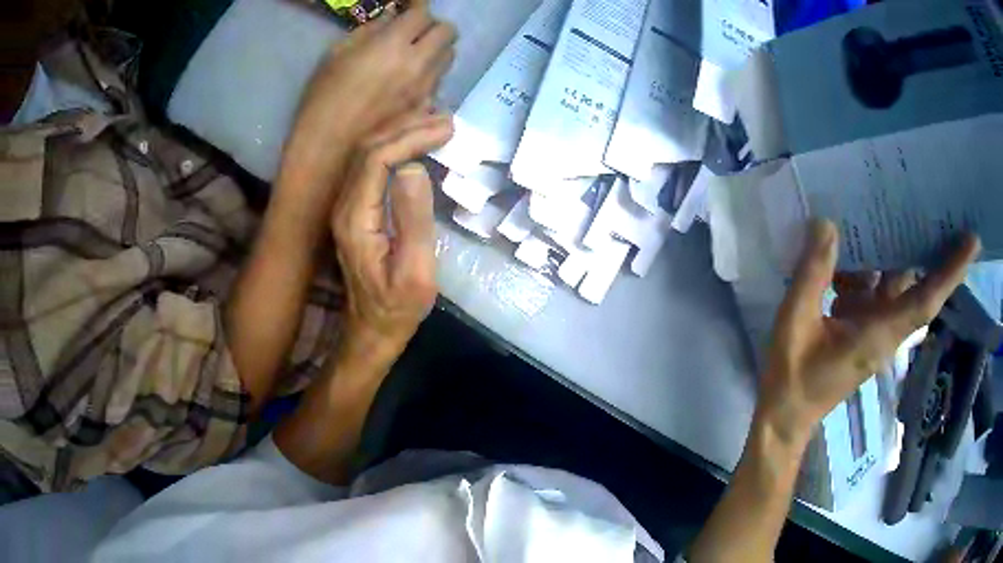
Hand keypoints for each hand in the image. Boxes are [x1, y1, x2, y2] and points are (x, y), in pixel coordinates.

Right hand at [284, 1, 455, 184]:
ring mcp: (425, 87)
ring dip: (437, 47)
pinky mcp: (425, 107)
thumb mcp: (338, 54)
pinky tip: (410, 77)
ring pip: (449, 56)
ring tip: (414, 51)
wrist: (328, 148)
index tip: (409, 5)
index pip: (423, 13)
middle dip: (433, 25)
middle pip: (447, 32)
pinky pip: (440, 80)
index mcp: (392, 45)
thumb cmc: (323, 97)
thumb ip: (371, 30)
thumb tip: (393, 17)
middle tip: (414, 29)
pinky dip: (431, 70)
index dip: (417, 5)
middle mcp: (418, 63)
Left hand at [330, 108, 453, 365]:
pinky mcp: (354, 211)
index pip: (377, 159)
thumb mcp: (415, 273)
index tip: (446, 130)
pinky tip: (415, 143)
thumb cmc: (397, 309)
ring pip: (367, 154)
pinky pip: (371, 166)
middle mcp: (344, 206)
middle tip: (446, 120)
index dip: (411, 138)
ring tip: (435, 124)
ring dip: (400, 133)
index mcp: (356, 218)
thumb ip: (413, 219)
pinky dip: (395, 147)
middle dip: (407, 128)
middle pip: (368, 150)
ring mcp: (346, 207)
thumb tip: (413, 168)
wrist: (371, 331)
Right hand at [757, 220, 979, 443]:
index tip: (973, 241)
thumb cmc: (792, 379)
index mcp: (879, 333)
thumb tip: (827, 223)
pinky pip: (871, 290)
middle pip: (914, 284)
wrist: (785, 417)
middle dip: (925, 246)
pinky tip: (842, 249)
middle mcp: (885, 329)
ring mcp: (873, 330)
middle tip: (931, 202)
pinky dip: (863, 268)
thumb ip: (812, 275)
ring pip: (891, 283)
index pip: (926, 299)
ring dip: (888, 251)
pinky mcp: (861, 330)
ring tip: (881, 208)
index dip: (952, 271)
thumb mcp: (794, 323)